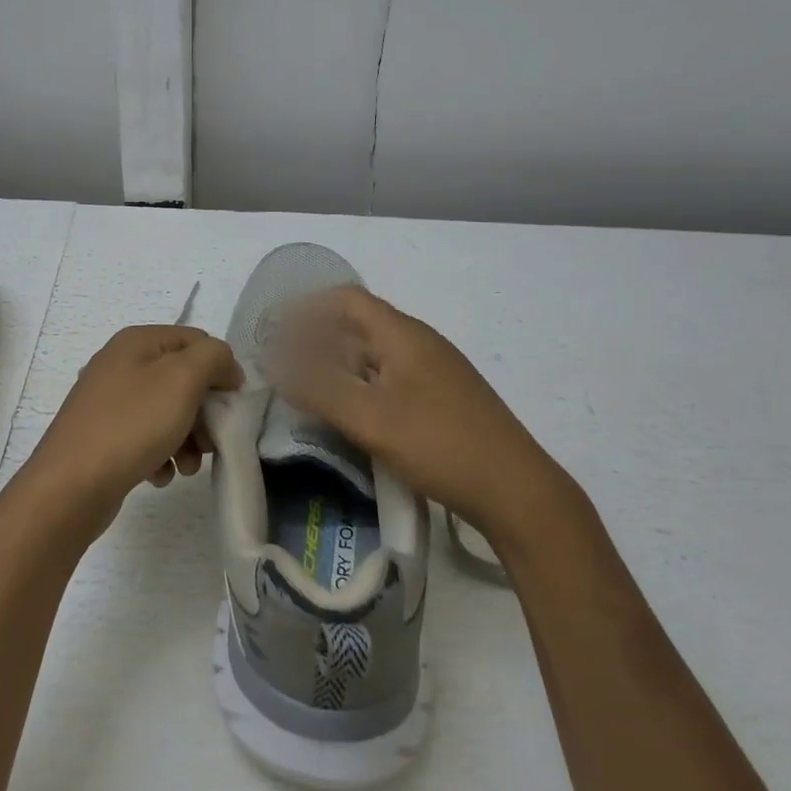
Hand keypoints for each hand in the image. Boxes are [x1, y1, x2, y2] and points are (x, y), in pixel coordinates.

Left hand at [22, 325, 242, 540]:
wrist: (70, 485)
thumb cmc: (131, 425)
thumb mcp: (182, 379)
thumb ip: (213, 358)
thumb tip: (225, 368)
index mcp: (137, 340)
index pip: (197, 341)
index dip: (220, 370)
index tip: (230, 406)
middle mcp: (120, 363)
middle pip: (183, 379)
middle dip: (204, 412)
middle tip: (211, 442)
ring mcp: (108, 400)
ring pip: (167, 412)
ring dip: (187, 439)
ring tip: (187, 467)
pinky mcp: (102, 434)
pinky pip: (145, 437)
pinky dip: (160, 454)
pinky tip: (160, 475)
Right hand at [268, 285, 581, 558]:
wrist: (517, 491)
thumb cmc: (441, 445)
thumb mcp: (371, 419)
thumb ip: (319, 390)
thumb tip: (272, 365)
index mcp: (403, 335)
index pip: (346, 299)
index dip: (306, 309)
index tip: (274, 332)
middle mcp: (419, 343)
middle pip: (358, 325)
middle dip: (315, 339)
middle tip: (282, 364)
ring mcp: (433, 371)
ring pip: (373, 355)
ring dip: (336, 364)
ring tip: (305, 389)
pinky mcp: (440, 399)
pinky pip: (388, 378)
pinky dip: (358, 385)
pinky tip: (346, 412)